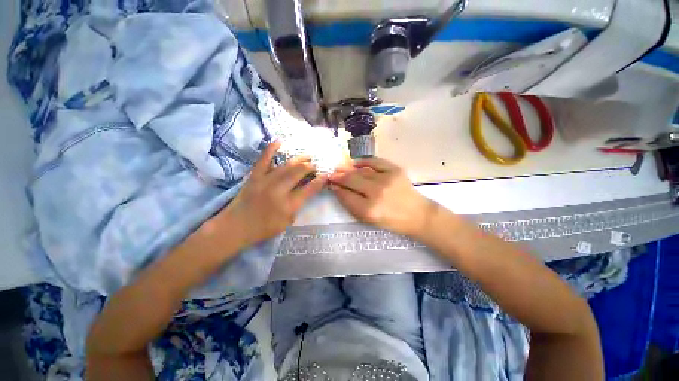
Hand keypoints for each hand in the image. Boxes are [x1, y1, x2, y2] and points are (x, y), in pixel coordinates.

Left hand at [222, 142, 326, 246]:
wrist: (236, 226)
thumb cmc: (264, 228)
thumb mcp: (287, 222)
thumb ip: (298, 206)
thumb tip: (306, 191)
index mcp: (288, 205)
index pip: (309, 189)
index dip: (319, 181)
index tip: (325, 175)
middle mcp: (278, 190)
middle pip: (298, 173)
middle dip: (310, 167)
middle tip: (315, 165)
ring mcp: (265, 181)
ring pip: (286, 165)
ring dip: (299, 159)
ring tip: (307, 156)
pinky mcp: (254, 176)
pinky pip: (264, 159)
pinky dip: (271, 149)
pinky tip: (279, 141)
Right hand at [328, 157, 435, 237]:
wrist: (417, 214)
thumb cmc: (391, 221)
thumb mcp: (368, 220)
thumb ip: (351, 204)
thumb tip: (338, 188)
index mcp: (369, 210)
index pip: (346, 195)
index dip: (336, 188)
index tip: (331, 183)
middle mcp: (377, 193)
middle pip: (351, 180)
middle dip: (338, 176)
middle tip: (332, 174)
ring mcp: (387, 179)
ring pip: (361, 170)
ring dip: (348, 168)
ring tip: (340, 168)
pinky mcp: (395, 170)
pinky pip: (375, 161)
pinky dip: (363, 161)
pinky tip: (355, 163)